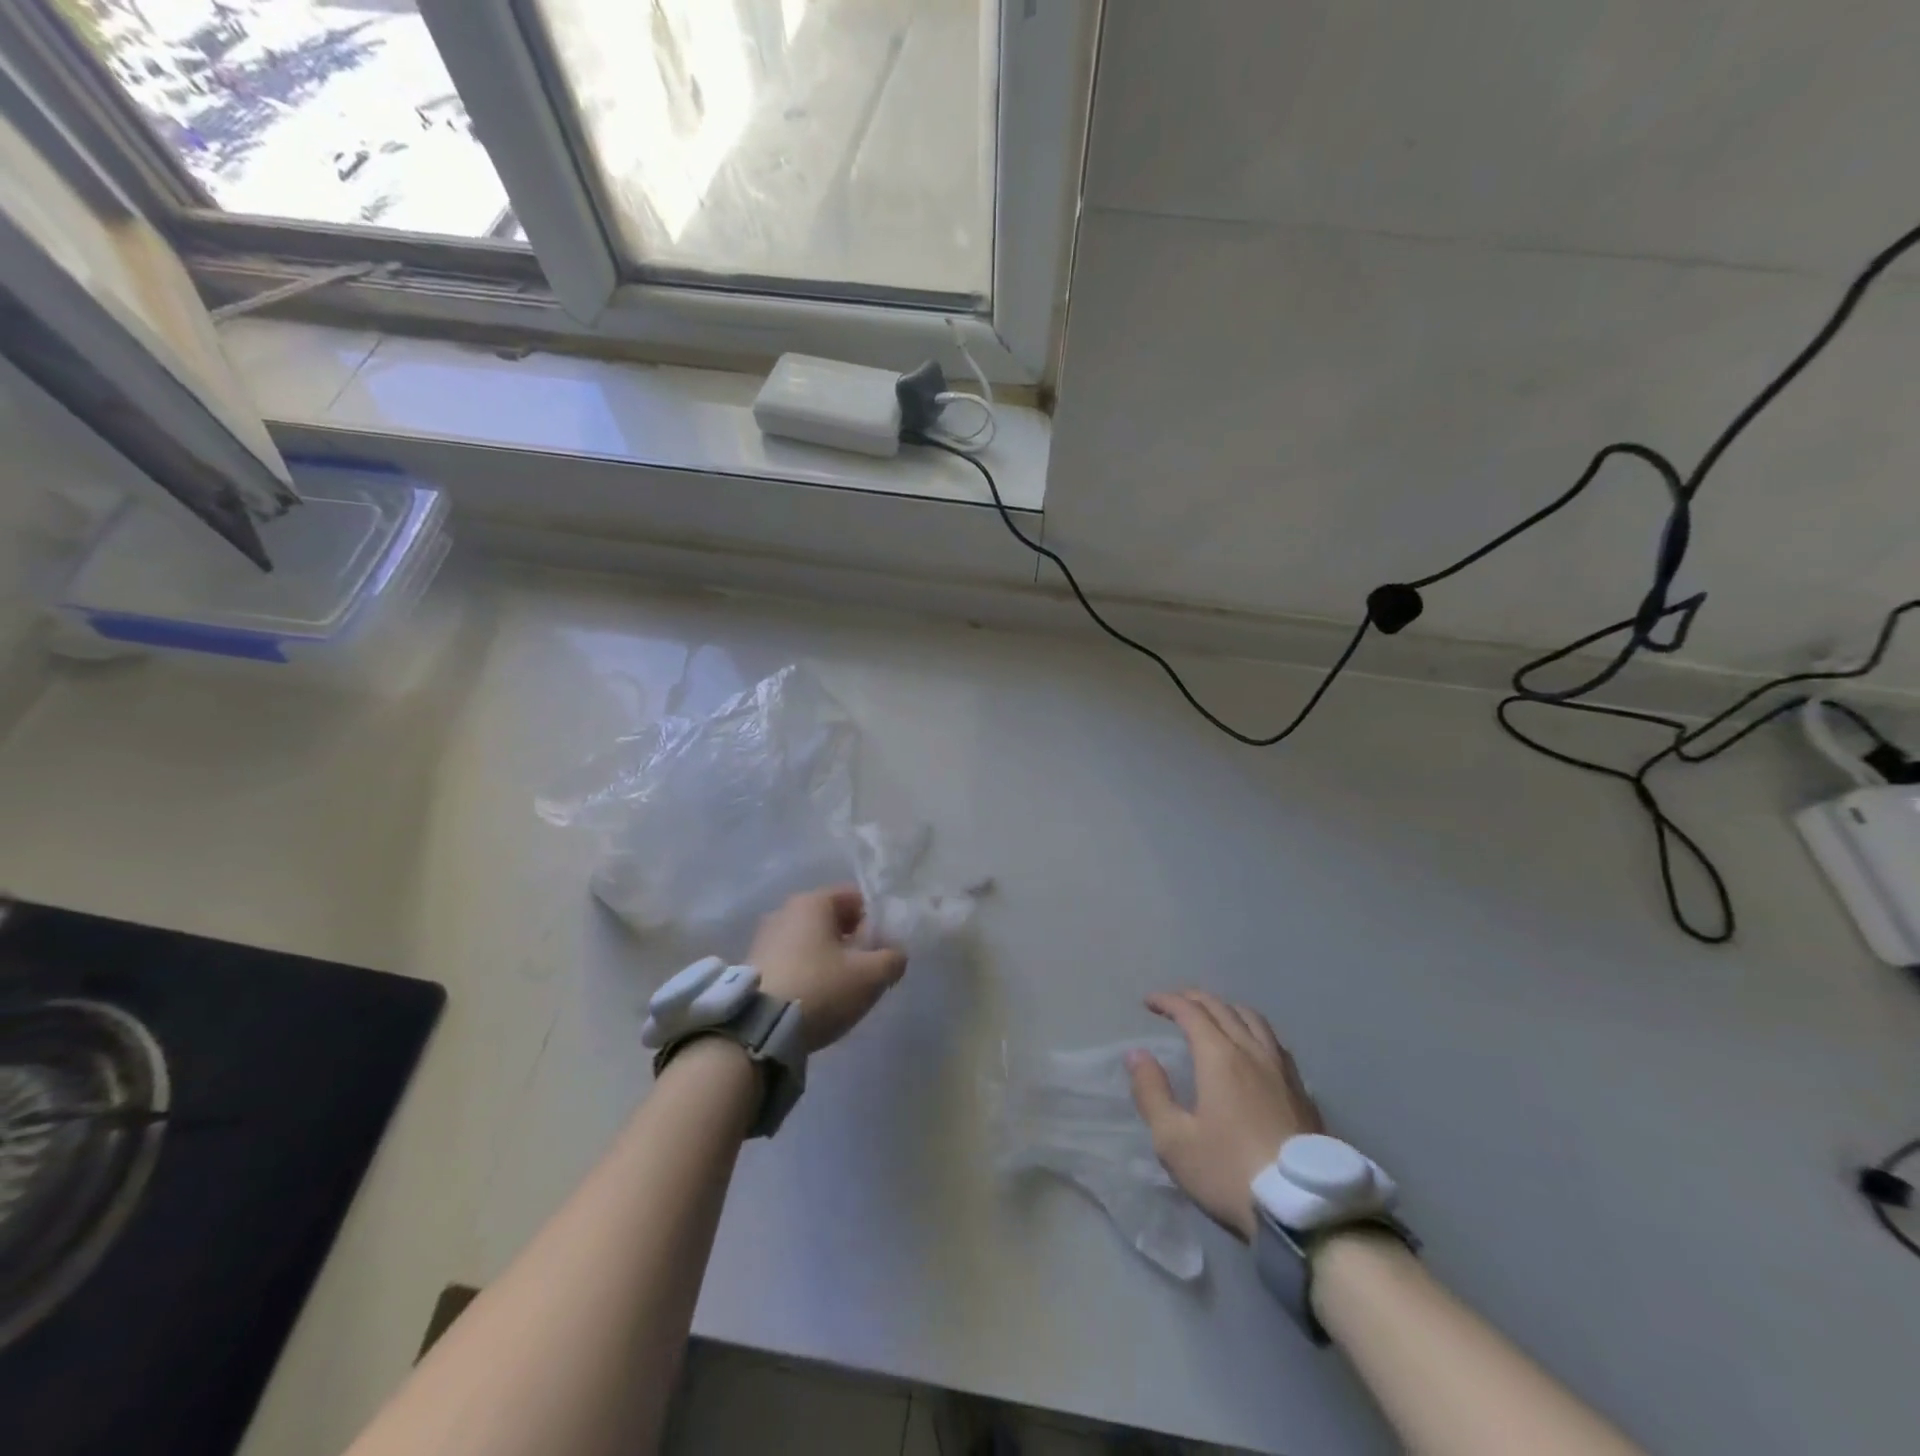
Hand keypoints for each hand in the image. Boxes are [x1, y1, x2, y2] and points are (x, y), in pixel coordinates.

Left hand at [748, 886, 907, 1052]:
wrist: (757, 1029)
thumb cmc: (820, 988)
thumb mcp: (870, 976)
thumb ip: (892, 959)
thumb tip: (895, 955)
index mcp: (813, 901)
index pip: (855, 897)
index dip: (875, 920)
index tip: (882, 948)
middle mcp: (785, 910)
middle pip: (831, 919)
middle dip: (852, 941)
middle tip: (865, 970)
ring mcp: (764, 938)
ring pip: (810, 941)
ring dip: (828, 958)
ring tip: (839, 990)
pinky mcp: (752, 965)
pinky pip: (791, 960)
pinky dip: (807, 972)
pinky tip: (814, 999)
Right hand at [1126, 990, 1322, 1241]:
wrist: (1306, 1212)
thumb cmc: (1230, 1172)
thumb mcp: (1174, 1140)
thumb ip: (1152, 1092)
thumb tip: (1137, 1055)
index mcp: (1220, 1057)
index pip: (1191, 1012)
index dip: (1167, 1001)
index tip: (1148, 1002)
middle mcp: (1253, 1052)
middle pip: (1223, 1008)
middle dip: (1194, 998)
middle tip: (1174, 1002)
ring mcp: (1282, 1070)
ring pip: (1254, 1019)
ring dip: (1227, 1009)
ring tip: (1213, 1017)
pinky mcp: (1302, 1091)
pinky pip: (1274, 1041)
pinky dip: (1253, 1029)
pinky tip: (1252, 1047)